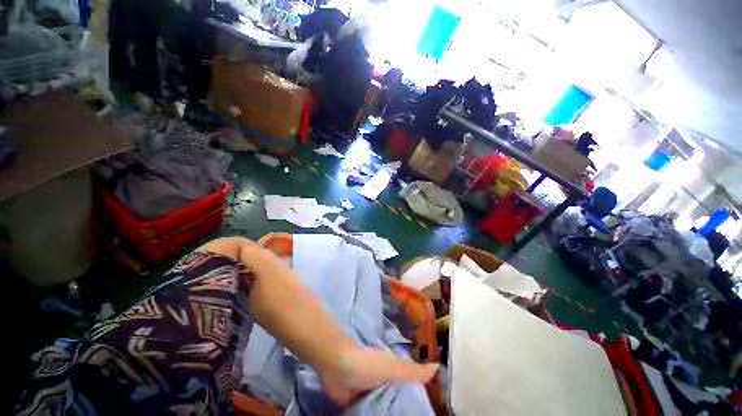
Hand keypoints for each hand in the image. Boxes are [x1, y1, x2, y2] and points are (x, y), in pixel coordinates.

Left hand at [317, 347, 438, 404]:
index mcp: (395, 373)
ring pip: (388, 410)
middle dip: (408, 411)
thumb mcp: (393, 367)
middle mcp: (385, 384)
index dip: (422, 399)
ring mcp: (372, 396)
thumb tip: (438, 367)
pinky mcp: (360, 407)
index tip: (432, 410)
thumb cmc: (368, 364)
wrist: (338, 367)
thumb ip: (413, 371)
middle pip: (401, 401)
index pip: (413, 388)